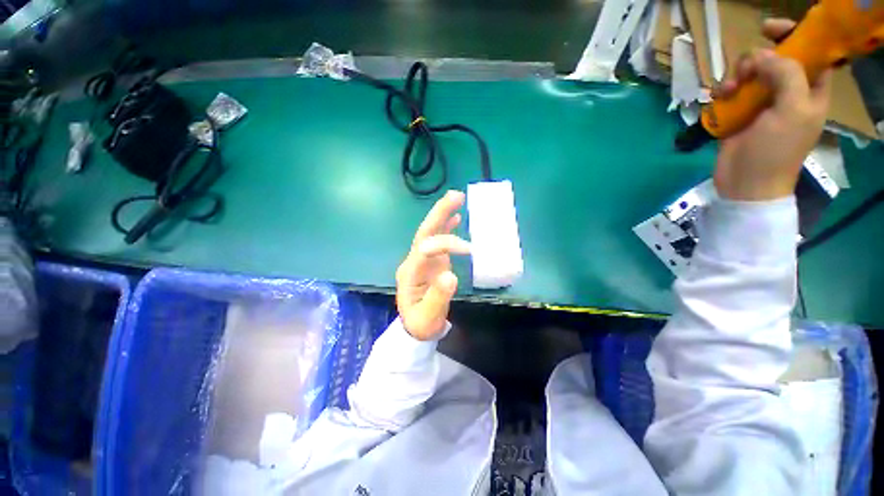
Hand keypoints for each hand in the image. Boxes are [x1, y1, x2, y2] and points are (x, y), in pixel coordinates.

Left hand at [396, 190, 470, 340]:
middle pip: (425, 233)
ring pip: (430, 232)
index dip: (445, 244)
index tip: (468, 249)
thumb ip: (438, 297)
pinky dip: (446, 227)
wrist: (415, 326)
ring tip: (457, 197)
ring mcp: (422, 260)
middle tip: (456, 196)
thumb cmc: (421, 323)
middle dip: (439, 214)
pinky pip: (437, 240)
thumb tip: (451, 276)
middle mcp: (413, 261)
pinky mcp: (431, 261)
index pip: (425, 249)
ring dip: (442, 215)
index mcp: (410, 273)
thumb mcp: (428, 317)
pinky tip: (455, 217)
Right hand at [713, 19, 832, 200]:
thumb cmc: (775, 151)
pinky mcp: (738, 112)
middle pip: (772, 58)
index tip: (768, 30)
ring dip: (735, 76)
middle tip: (745, 74)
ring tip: (727, 91)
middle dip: (755, 60)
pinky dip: (722, 90)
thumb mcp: (792, 111)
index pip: (809, 52)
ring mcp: (761, 102)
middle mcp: (786, 91)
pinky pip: (730, 90)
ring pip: (747, 73)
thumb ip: (786, 75)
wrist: (745, 183)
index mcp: (809, 89)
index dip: (793, 35)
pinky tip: (719, 99)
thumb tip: (762, 55)